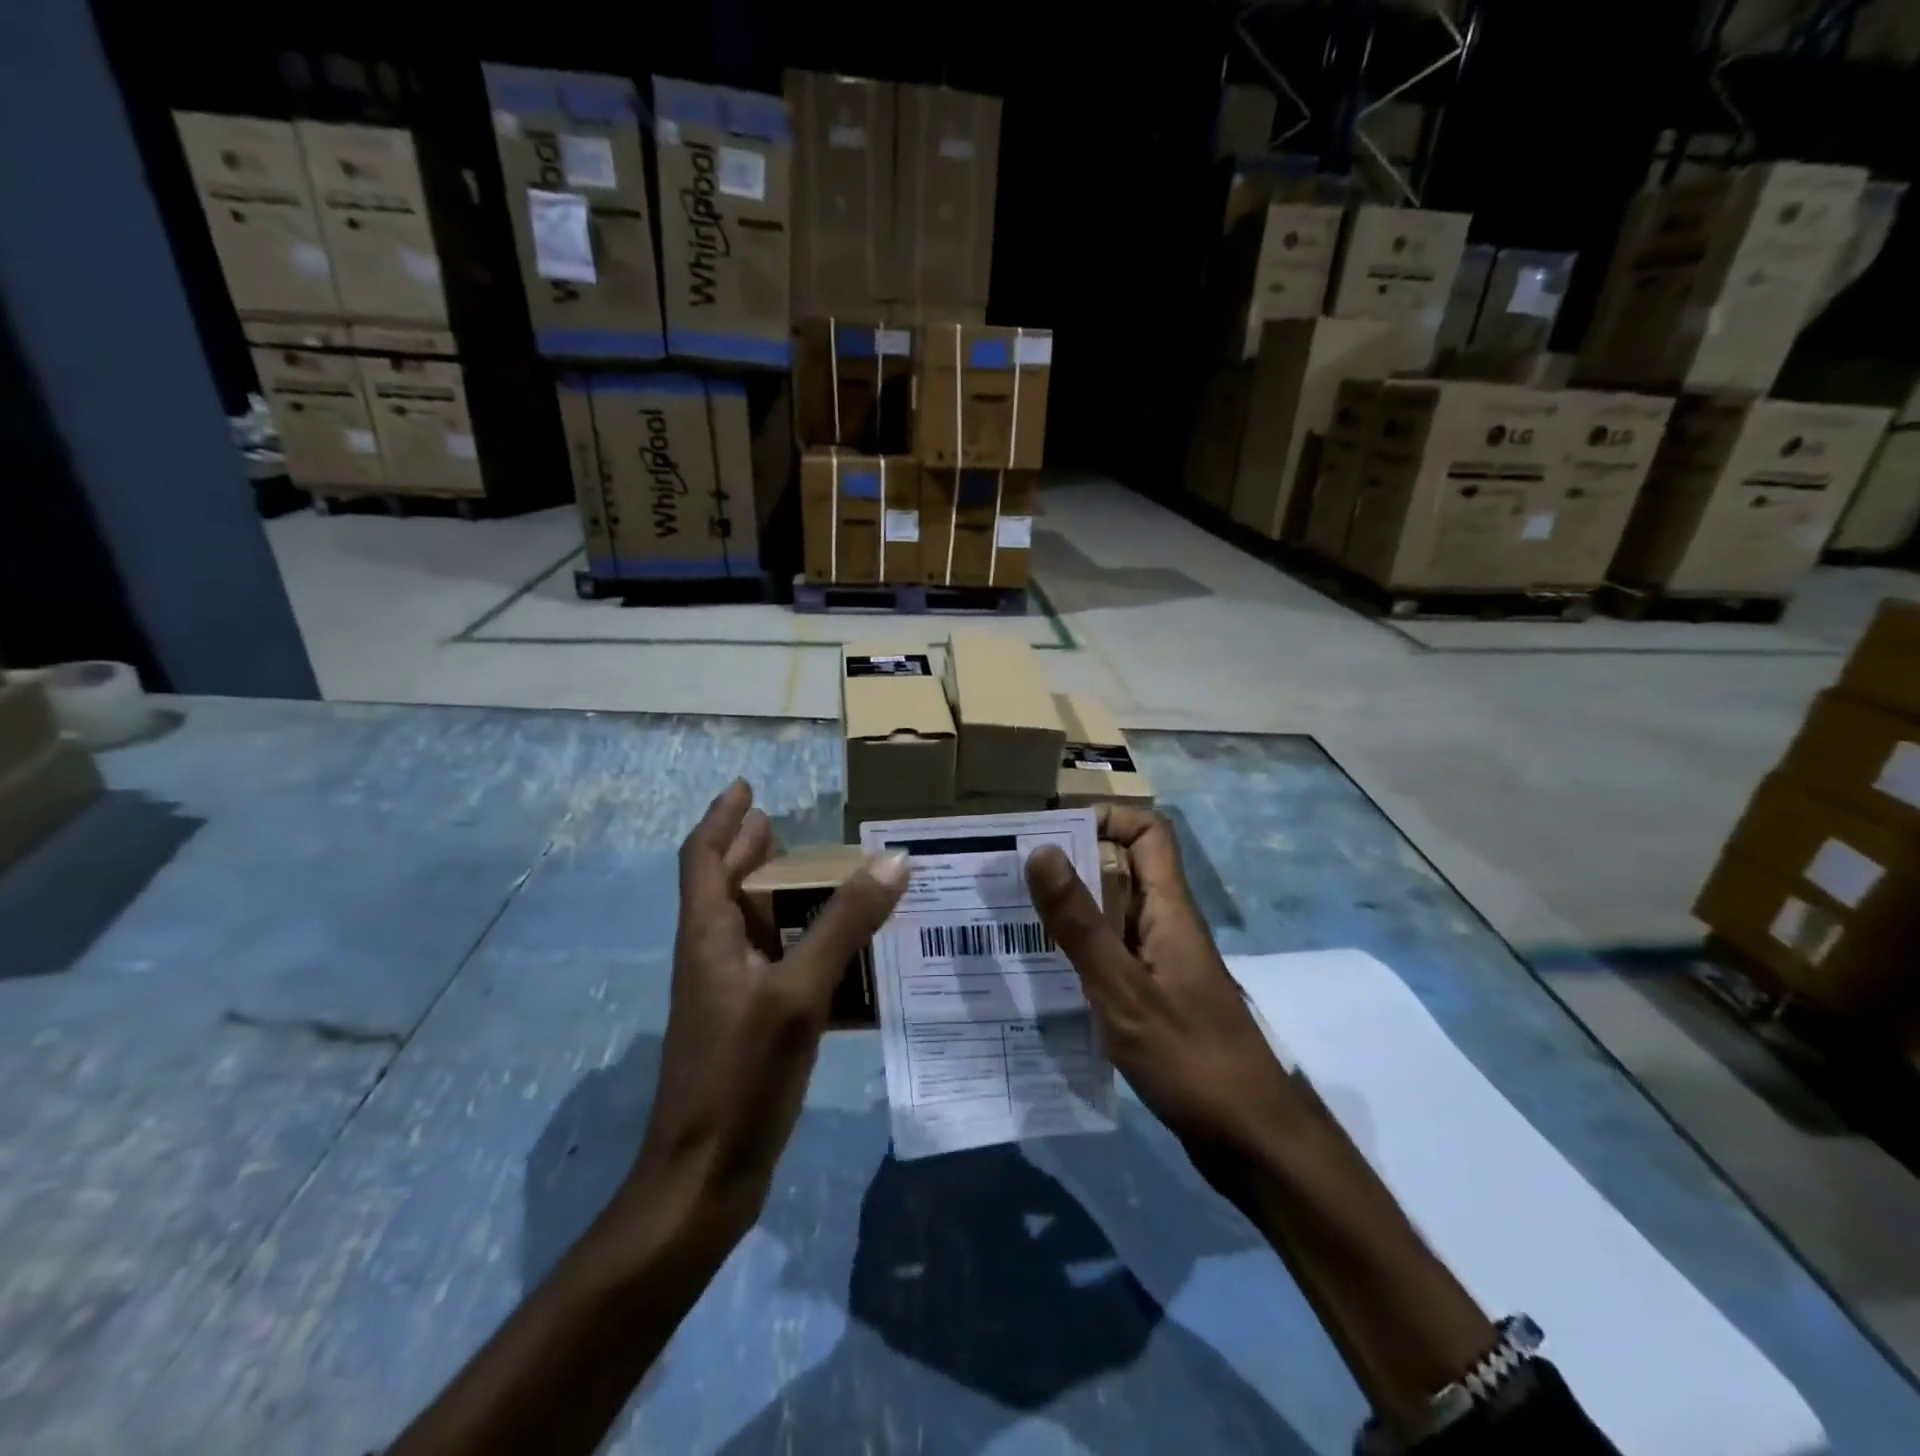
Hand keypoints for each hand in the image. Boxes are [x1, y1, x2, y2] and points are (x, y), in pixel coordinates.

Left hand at [633, 780, 909, 1241]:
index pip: (702, 857)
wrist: (704, 1178)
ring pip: (755, 925)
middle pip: (727, 885)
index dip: (721, 817)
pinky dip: (804, 941)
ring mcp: (731, 993)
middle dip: (752, 850)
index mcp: (708, 935)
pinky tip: (844, 949)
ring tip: (826, 875)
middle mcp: (713, 955)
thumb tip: (893, 860)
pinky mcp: (750, 1025)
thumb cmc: (740, 1076)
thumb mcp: (798, 993)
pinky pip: (778, 962)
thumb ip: (845, 925)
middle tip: (790, 826)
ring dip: (782, 894)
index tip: (746, 787)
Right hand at [1026, 804, 1301, 1189]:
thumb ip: (1080, 923)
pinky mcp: (1155, 996)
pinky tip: (1042, 975)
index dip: (1106, 819)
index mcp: (1169, 909)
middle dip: (1070, 865)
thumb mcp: (1123, 989)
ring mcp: (1161, 962)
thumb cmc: (1191, 1057)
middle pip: (1122, 869)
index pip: (1148, 832)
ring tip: (1012, 921)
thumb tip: (1040, 850)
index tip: (1051, 835)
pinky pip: (1112, 955)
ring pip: (1112, 915)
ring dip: (1069, 911)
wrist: (1251, 1140)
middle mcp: (1166, 925)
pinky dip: (1078, 953)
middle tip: (1010, 879)